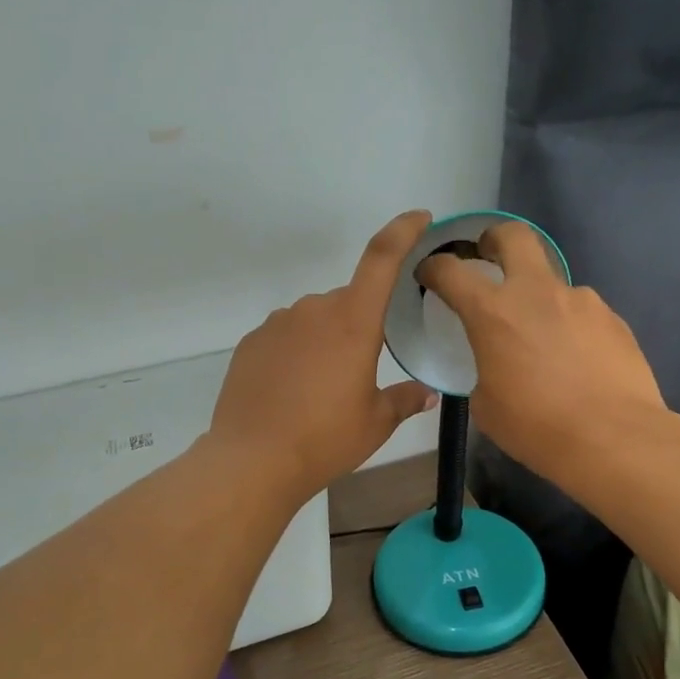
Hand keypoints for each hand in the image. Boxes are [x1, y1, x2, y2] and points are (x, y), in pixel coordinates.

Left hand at [207, 211, 439, 501]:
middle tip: (361, 372)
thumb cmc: (325, 439)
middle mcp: (314, 310)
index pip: (381, 258)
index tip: (419, 218)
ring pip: (315, 320)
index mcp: (353, 321)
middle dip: (360, 325)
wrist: (253, 460)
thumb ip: (405, 400)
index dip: (403, 231)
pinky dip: (296, 353)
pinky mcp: (251, 342)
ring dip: (326, 340)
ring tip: (323, 389)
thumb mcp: (376, 423)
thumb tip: (427, 393)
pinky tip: (293, 391)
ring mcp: (278, 323)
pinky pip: (286, 336)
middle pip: (348, 301)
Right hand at [417, 222, 666, 479]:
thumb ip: (486, 369)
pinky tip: (577, 361)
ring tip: (544, 341)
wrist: (613, 439)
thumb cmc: (536, 427)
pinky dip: (570, 327)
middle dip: (495, 239)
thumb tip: (499, 364)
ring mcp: (581, 301)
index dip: (434, 267)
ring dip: (540, 300)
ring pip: (553, 283)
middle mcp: (537, 293)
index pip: (451, 271)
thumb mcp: (486, 405)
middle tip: (489, 256)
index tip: (429, 273)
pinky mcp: (612, 319)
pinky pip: (582, 313)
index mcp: (493, 312)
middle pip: (514, 236)